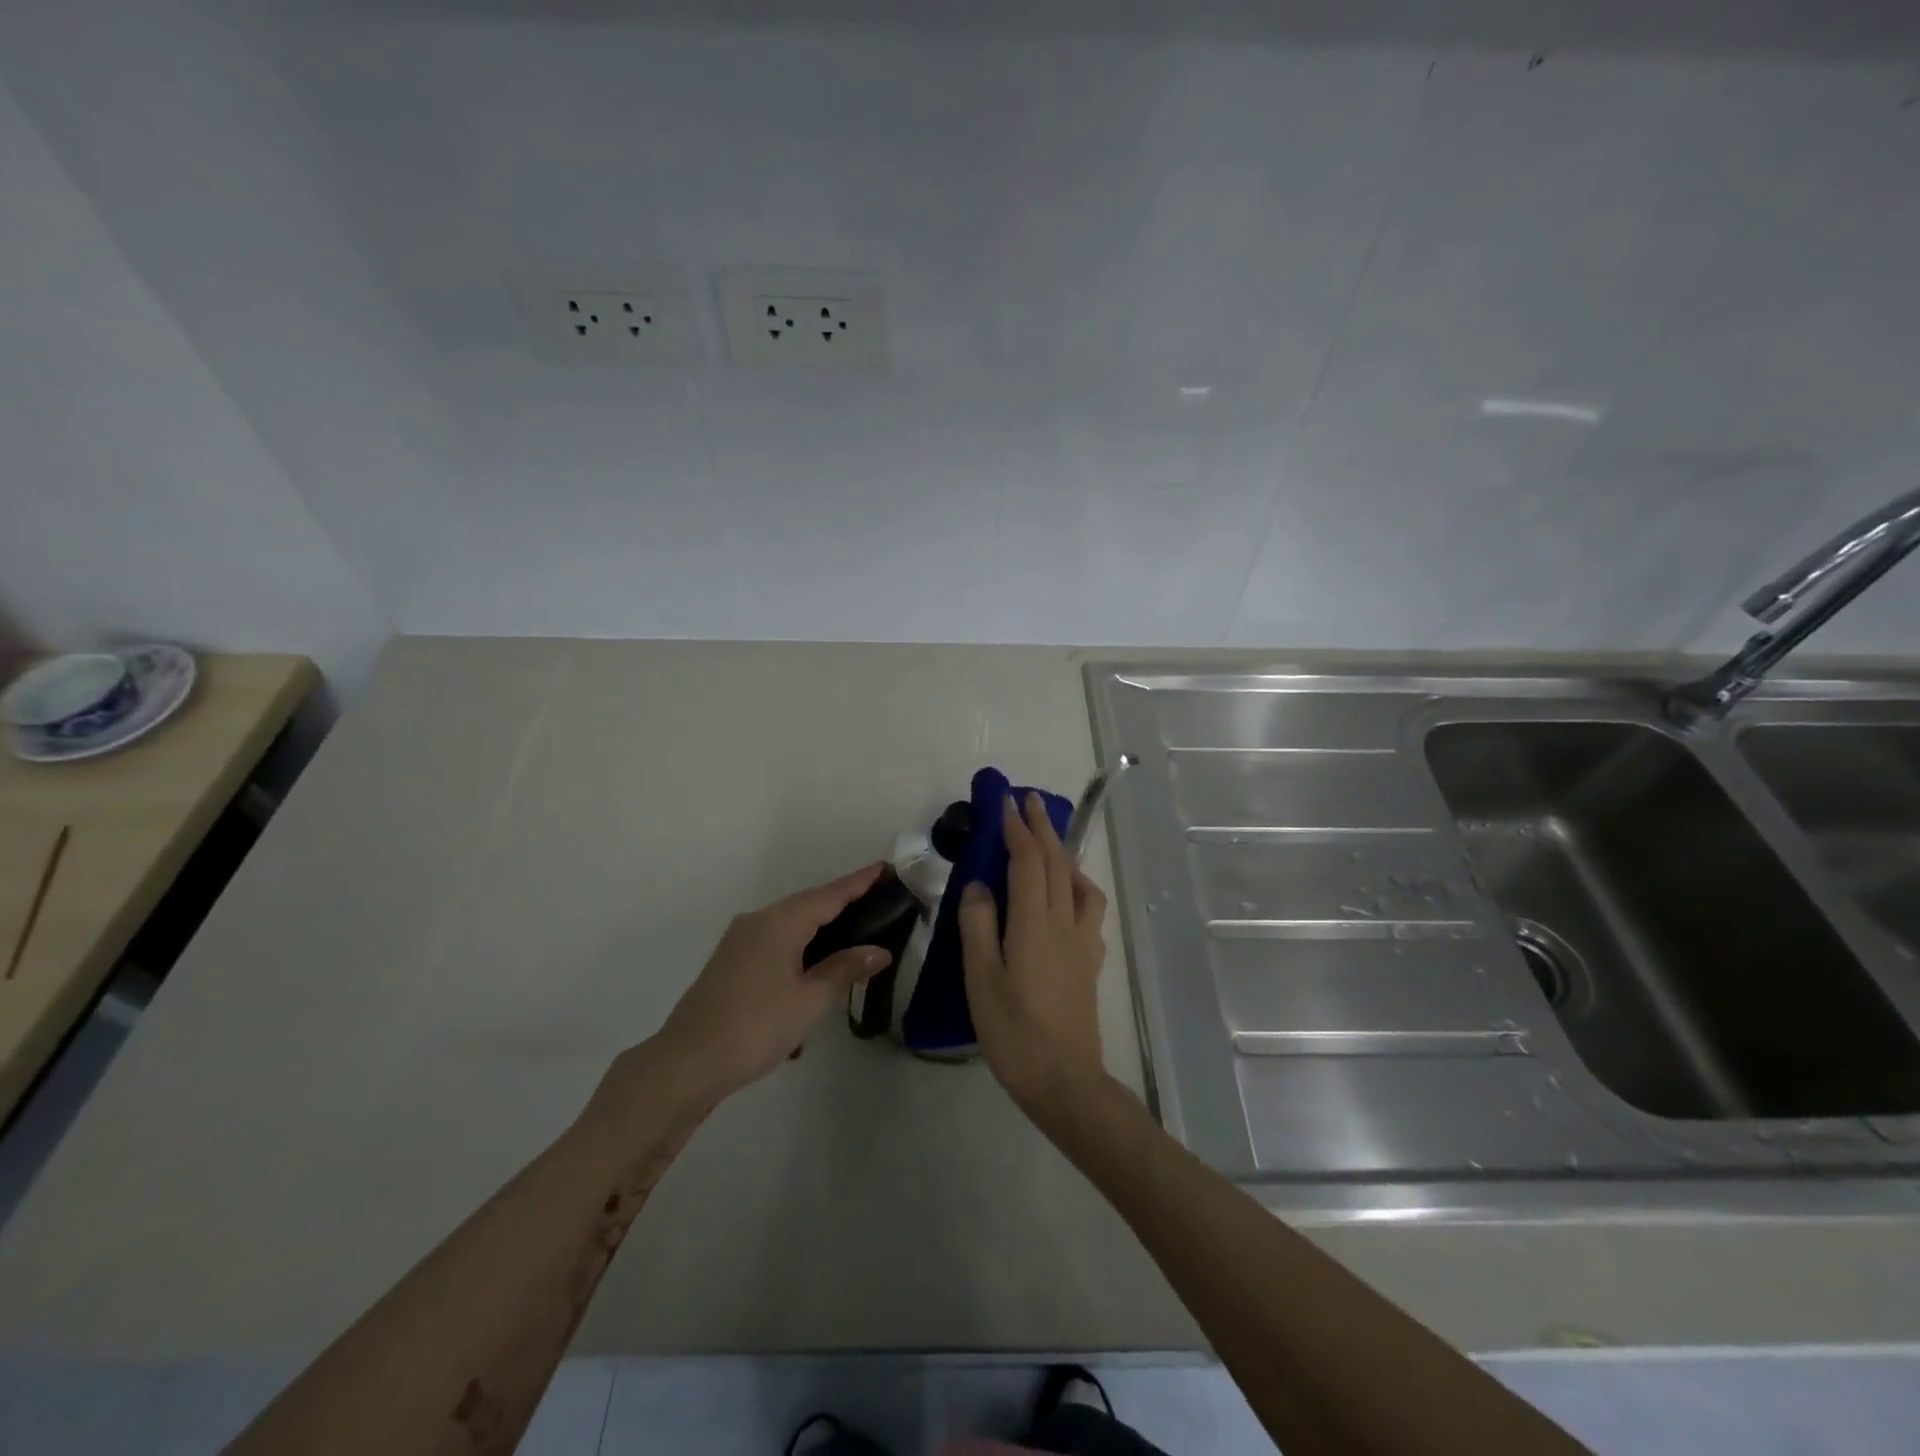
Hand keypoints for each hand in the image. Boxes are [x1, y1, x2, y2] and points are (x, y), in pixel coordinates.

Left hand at [643, 863, 892, 1108]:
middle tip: (878, 901)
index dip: (859, 882)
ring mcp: (740, 941)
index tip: (885, 866)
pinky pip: (775, 942)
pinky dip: (800, 948)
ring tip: (853, 935)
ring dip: (820, 929)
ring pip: (790, 924)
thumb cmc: (755, 1027)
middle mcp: (758, 921)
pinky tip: (813, 971)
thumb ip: (845, 970)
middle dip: (842, 902)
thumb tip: (879, 950)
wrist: (686, 1064)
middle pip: (809, 904)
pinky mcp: (731, 962)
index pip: (830, 895)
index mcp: (780, 922)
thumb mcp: (809, 1001)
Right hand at [959, 792, 1108, 1119]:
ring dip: (1063, 854)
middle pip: (1056, 863)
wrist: (1064, 1080)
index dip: (1017, 828)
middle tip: (1029, 800)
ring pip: (1079, 883)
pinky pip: (1088, 909)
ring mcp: (1083, 941)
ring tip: (1048, 846)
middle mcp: (1064, 922)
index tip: (1005, 801)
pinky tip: (1066, 898)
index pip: (1027, 861)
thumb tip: (980, 885)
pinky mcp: (1090, 961)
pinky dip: (1076, 887)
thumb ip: (979, 925)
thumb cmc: (1013, 1031)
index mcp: (1034, 923)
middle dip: (1042, 827)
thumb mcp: (981, 978)